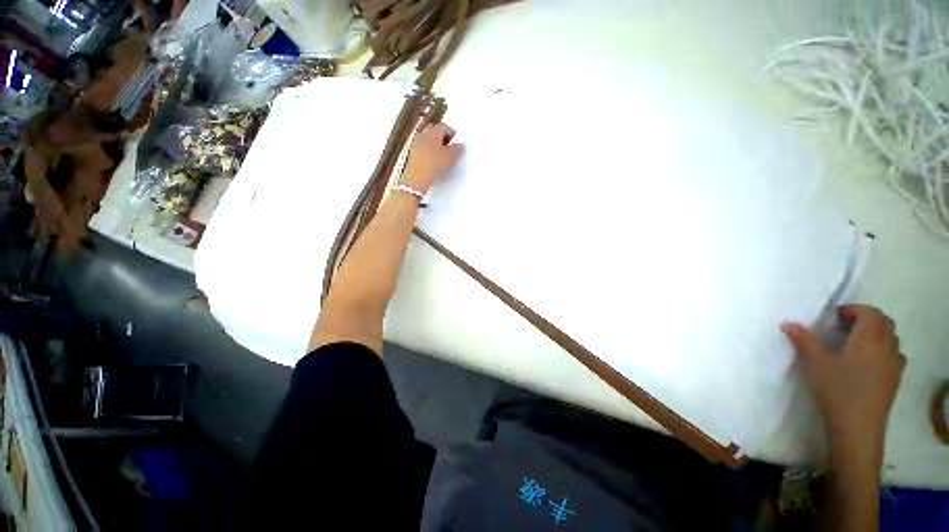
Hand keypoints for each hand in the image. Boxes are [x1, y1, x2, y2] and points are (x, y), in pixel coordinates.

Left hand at [400, 122, 463, 193]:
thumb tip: (460, 145)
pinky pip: (422, 148)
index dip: (452, 134)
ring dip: (434, 144)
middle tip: (449, 147)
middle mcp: (423, 134)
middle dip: (442, 137)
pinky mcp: (412, 154)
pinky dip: (429, 151)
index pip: (444, 127)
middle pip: (434, 131)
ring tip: (442, 155)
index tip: (456, 142)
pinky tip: (433, 161)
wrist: (417, 178)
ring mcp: (416, 144)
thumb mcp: (451, 157)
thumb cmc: (434, 164)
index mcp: (433, 131)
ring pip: (427, 140)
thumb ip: (458, 149)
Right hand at [781, 305, 903, 449]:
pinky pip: (893, 355)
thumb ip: (803, 340)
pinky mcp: (895, 379)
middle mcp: (886, 347)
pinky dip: (882, 350)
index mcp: (869, 339)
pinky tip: (866, 364)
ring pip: (891, 338)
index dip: (854, 309)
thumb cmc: (836, 389)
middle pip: (884, 322)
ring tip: (854, 345)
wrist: (858, 426)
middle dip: (866, 319)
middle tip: (844, 327)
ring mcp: (894, 364)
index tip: (835, 316)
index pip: (870, 312)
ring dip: (875, 334)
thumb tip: (788, 324)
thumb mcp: (814, 363)